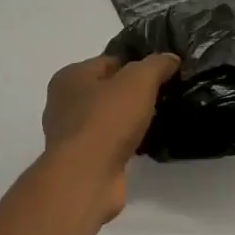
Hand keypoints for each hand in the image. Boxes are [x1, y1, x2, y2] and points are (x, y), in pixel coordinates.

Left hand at [41, 52, 180, 220]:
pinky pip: (108, 144)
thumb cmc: (107, 120)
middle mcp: (64, 103)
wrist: (87, 176)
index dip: (136, 65)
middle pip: (106, 91)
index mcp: (70, 77)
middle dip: (132, 94)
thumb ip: (155, 65)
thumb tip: (170, 58)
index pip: (108, 61)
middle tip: (163, 97)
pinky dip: (124, 143)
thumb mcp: (138, 81)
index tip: (162, 73)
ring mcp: (71, 135)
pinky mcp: (82, 161)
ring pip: (107, 119)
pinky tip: (144, 145)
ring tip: (158, 121)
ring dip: (128, 121)